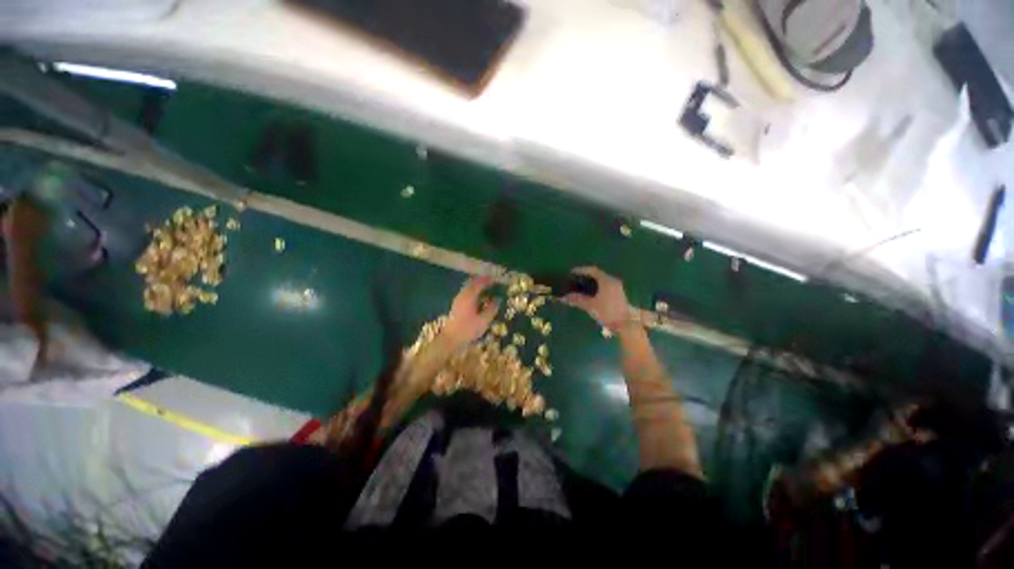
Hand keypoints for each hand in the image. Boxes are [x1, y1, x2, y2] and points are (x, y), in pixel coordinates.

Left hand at [443, 276, 499, 347]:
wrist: (450, 339)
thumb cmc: (468, 330)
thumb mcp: (483, 321)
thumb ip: (491, 309)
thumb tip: (497, 300)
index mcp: (469, 297)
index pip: (479, 284)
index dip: (488, 280)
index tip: (496, 279)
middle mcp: (462, 295)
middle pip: (472, 283)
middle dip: (482, 280)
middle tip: (492, 281)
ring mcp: (458, 299)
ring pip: (468, 287)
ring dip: (477, 285)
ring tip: (486, 288)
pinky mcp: (456, 305)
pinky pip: (466, 292)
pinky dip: (473, 291)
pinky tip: (478, 297)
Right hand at [563, 267, 631, 331]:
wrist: (624, 324)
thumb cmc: (607, 312)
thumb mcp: (590, 305)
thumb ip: (577, 300)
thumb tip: (563, 297)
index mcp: (606, 281)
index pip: (592, 270)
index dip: (581, 270)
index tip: (572, 272)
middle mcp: (613, 281)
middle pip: (598, 275)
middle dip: (586, 276)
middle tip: (575, 280)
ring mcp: (617, 288)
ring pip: (602, 281)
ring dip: (592, 282)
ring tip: (581, 287)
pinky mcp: (618, 294)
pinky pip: (605, 286)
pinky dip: (597, 287)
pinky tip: (590, 294)